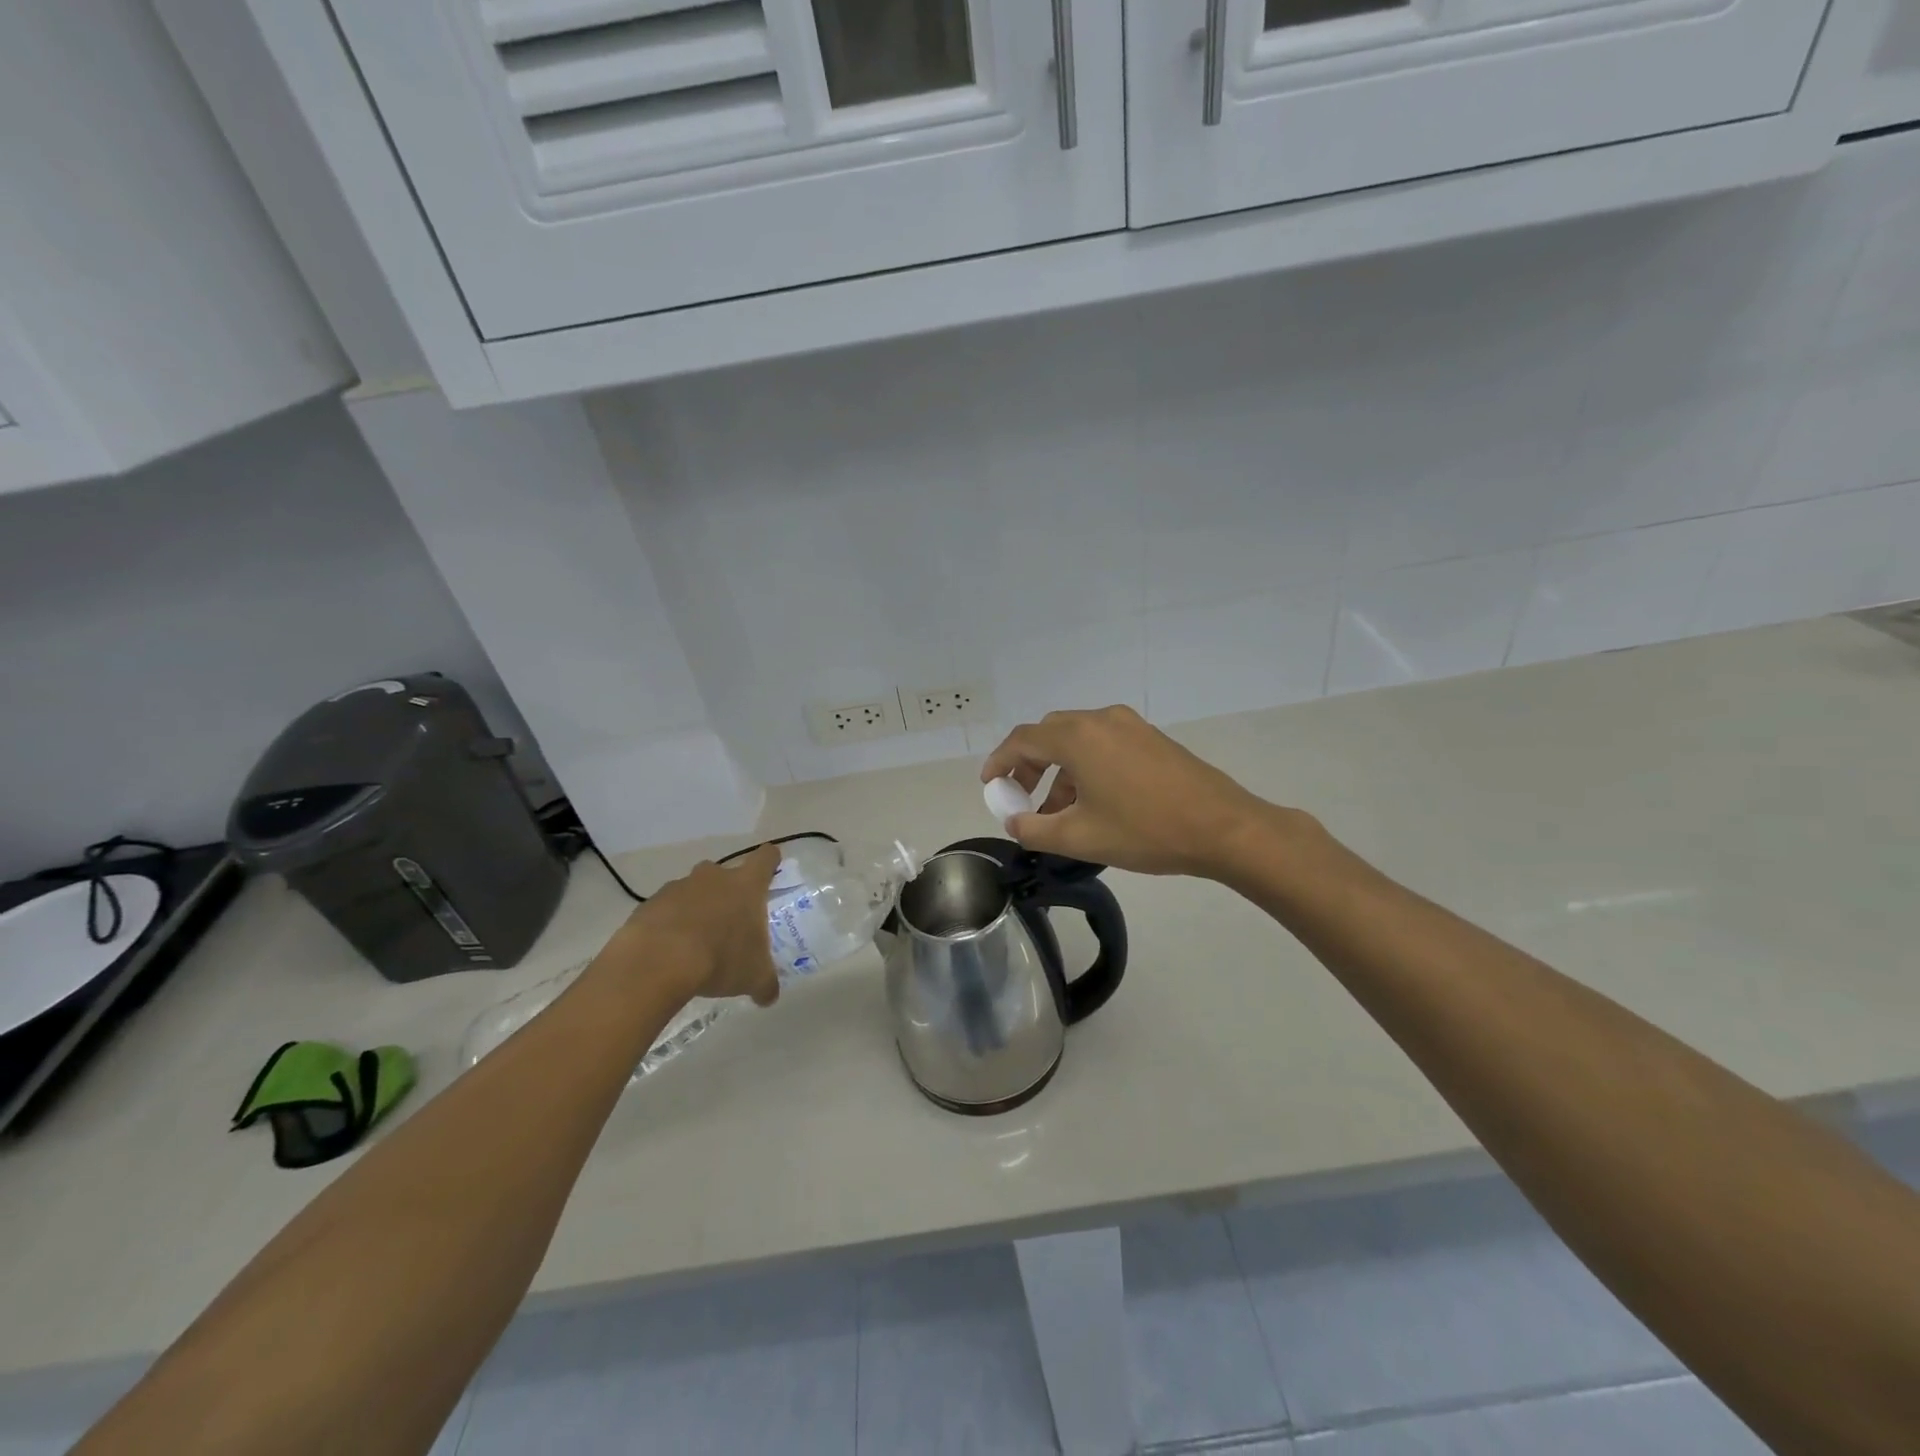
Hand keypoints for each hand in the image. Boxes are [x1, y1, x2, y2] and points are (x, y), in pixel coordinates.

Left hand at [620, 843, 781, 1005]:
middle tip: (729, 922)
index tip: (771, 870)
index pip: (766, 858)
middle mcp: (714, 877)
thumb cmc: (720, 958)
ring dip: (697, 909)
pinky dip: (670, 923)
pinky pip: (666, 908)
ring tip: (695, 942)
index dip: (770, 861)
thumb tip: (769, 996)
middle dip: (727, 893)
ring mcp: (679, 887)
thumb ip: (765, 983)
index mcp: (746, 885)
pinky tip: (668, 950)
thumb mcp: (753, 976)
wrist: (658, 961)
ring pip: (694, 891)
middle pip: (725, 874)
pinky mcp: (650, 903)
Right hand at [981, 706, 1288, 878]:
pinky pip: (1103, 744)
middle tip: (1022, 798)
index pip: (1023, 739)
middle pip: (1049, 734)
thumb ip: (1035, 829)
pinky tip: (1093, 802)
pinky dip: (1085, 766)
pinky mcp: (1150, 738)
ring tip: (1059, 812)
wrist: (1223, 828)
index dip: (1000, 761)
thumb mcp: (1080, 837)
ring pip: (1078, 740)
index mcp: (1078, 737)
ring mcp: (1129, 725)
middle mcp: (1101, 719)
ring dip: (1059, 770)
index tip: (990, 785)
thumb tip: (1015, 821)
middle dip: (1029, 765)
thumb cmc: (1145, 831)